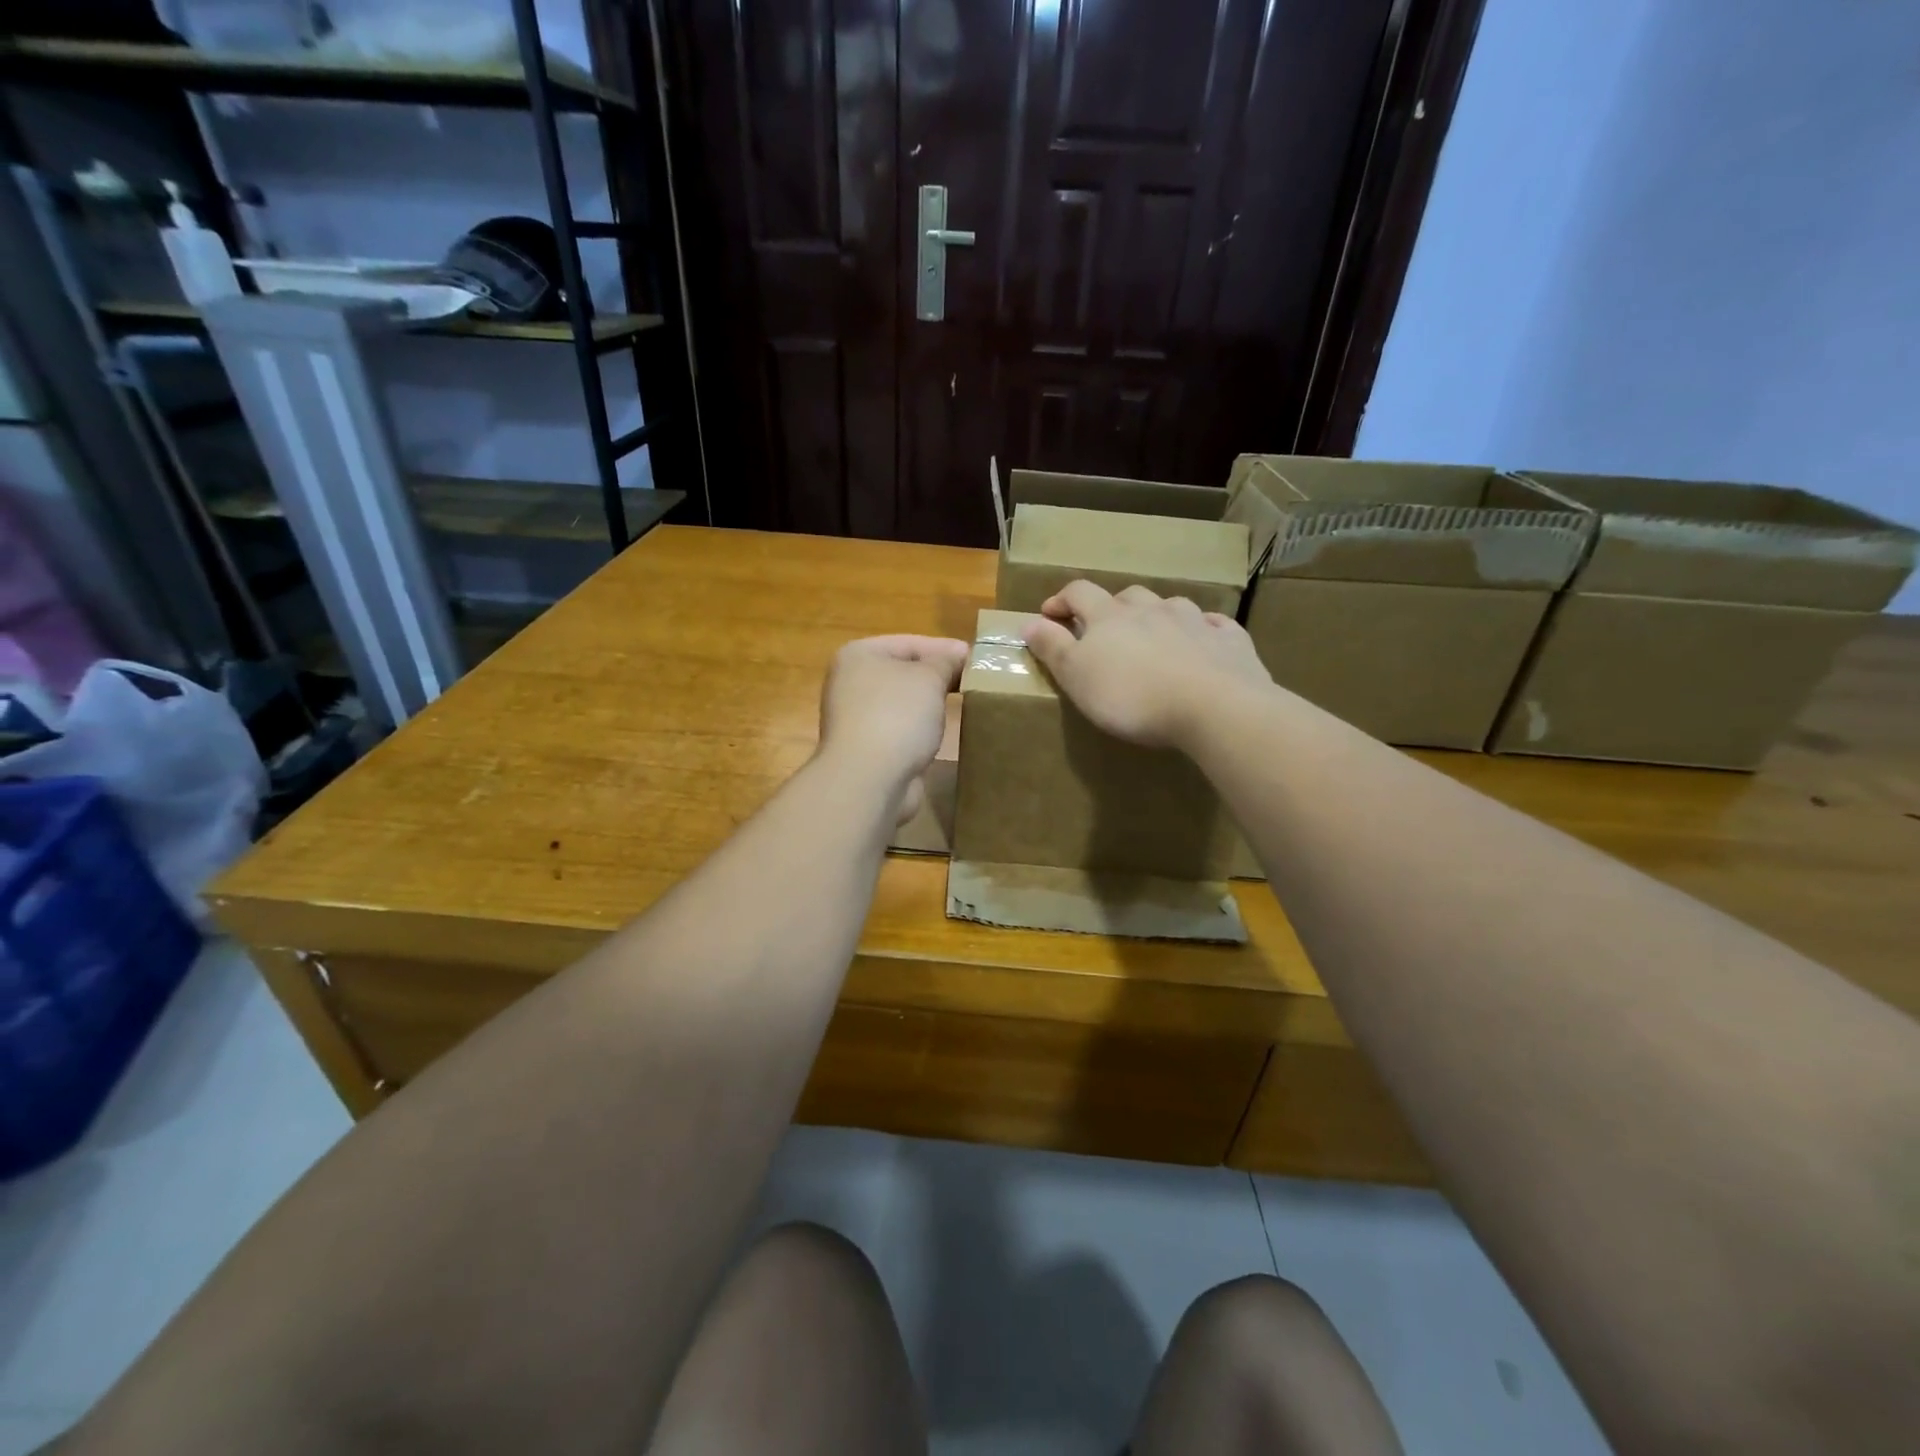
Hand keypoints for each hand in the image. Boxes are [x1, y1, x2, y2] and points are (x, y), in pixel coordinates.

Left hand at [817, 634, 968, 820]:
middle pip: (903, 672)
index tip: (975, 658)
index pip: (909, 643)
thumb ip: (945, 661)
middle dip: (937, 677)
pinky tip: (941, 732)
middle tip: (973, 681)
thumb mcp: (929, 678)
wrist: (869, 779)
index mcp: (859, 655)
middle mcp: (851, 683)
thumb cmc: (897, 715)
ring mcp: (856, 717)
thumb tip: (958, 653)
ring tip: (963, 704)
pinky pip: (900, 729)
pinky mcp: (866, 748)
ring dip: (929, 704)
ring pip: (902, 702)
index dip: (944, 649)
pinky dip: (919, 729)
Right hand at [1023, 581, 1270, 748]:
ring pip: (1171, 606)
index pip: (1079, 592)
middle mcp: (1152, 608)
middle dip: (1111, 608)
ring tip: (1153, 639)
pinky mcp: (1229, 639)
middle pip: (1127, 596)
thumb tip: (1027, 621)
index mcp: (1109, 616)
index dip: (1061, 599)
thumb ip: (1052, 648)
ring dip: (1157, 617)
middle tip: (1104, 631)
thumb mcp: (1077, 676)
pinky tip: (1202, 643)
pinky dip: (1202, 631)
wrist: (1213, 706)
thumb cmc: (1131, 696)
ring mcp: (1194, 620)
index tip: (1049, 614)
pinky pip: (1213, 625)